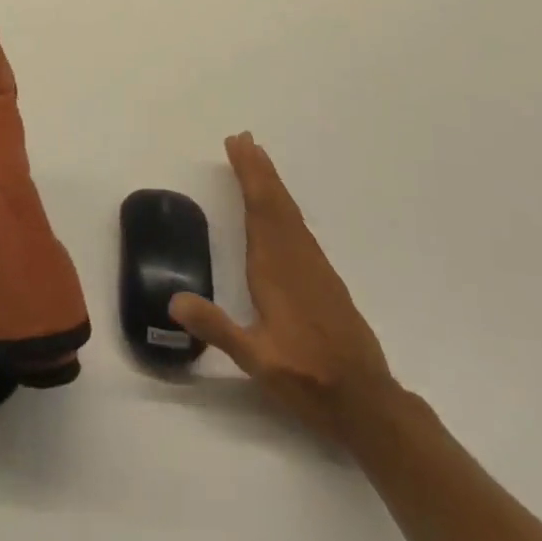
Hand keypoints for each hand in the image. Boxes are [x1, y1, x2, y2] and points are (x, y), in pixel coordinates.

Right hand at [170, 132, 396, 446]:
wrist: (368, 402)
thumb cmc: (309, 378)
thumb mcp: (256, 359)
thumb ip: (216, 328)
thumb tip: (173, 300)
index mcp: (275, 268)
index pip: (259, 208)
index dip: (248, 174)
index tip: (238, 144)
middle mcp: (295, 257)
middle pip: (276, 202)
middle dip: (258, 169)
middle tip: (244, 138)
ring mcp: (314, 267)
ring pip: (290, 212)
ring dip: (272, 182)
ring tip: (259, 159)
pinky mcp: (325, 279)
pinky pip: (299, 227)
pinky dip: (285, 205)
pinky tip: (282, 210)